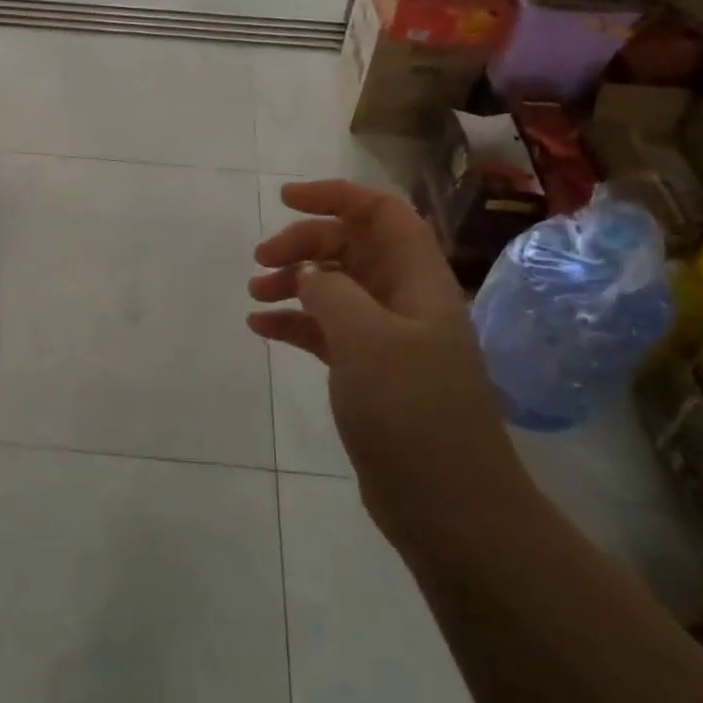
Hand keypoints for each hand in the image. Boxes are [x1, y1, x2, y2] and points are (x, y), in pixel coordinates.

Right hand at [248, 180, 521, 546]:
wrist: (448, 506)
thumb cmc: (412, 410)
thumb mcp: (366, 338)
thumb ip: (332, 291)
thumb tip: (310, 273)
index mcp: (419, 280)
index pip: (382, 213)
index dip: (336, 195)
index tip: (286, 199)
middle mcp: (405, 300)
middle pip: (352, 247)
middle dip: (305, 243)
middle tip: (261, 260)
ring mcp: (388, 338)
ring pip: (336, 288)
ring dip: (295, 281)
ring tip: (254, 293)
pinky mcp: (369, 372)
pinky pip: (326, 330)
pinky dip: (294, 323)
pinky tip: (260, 328)